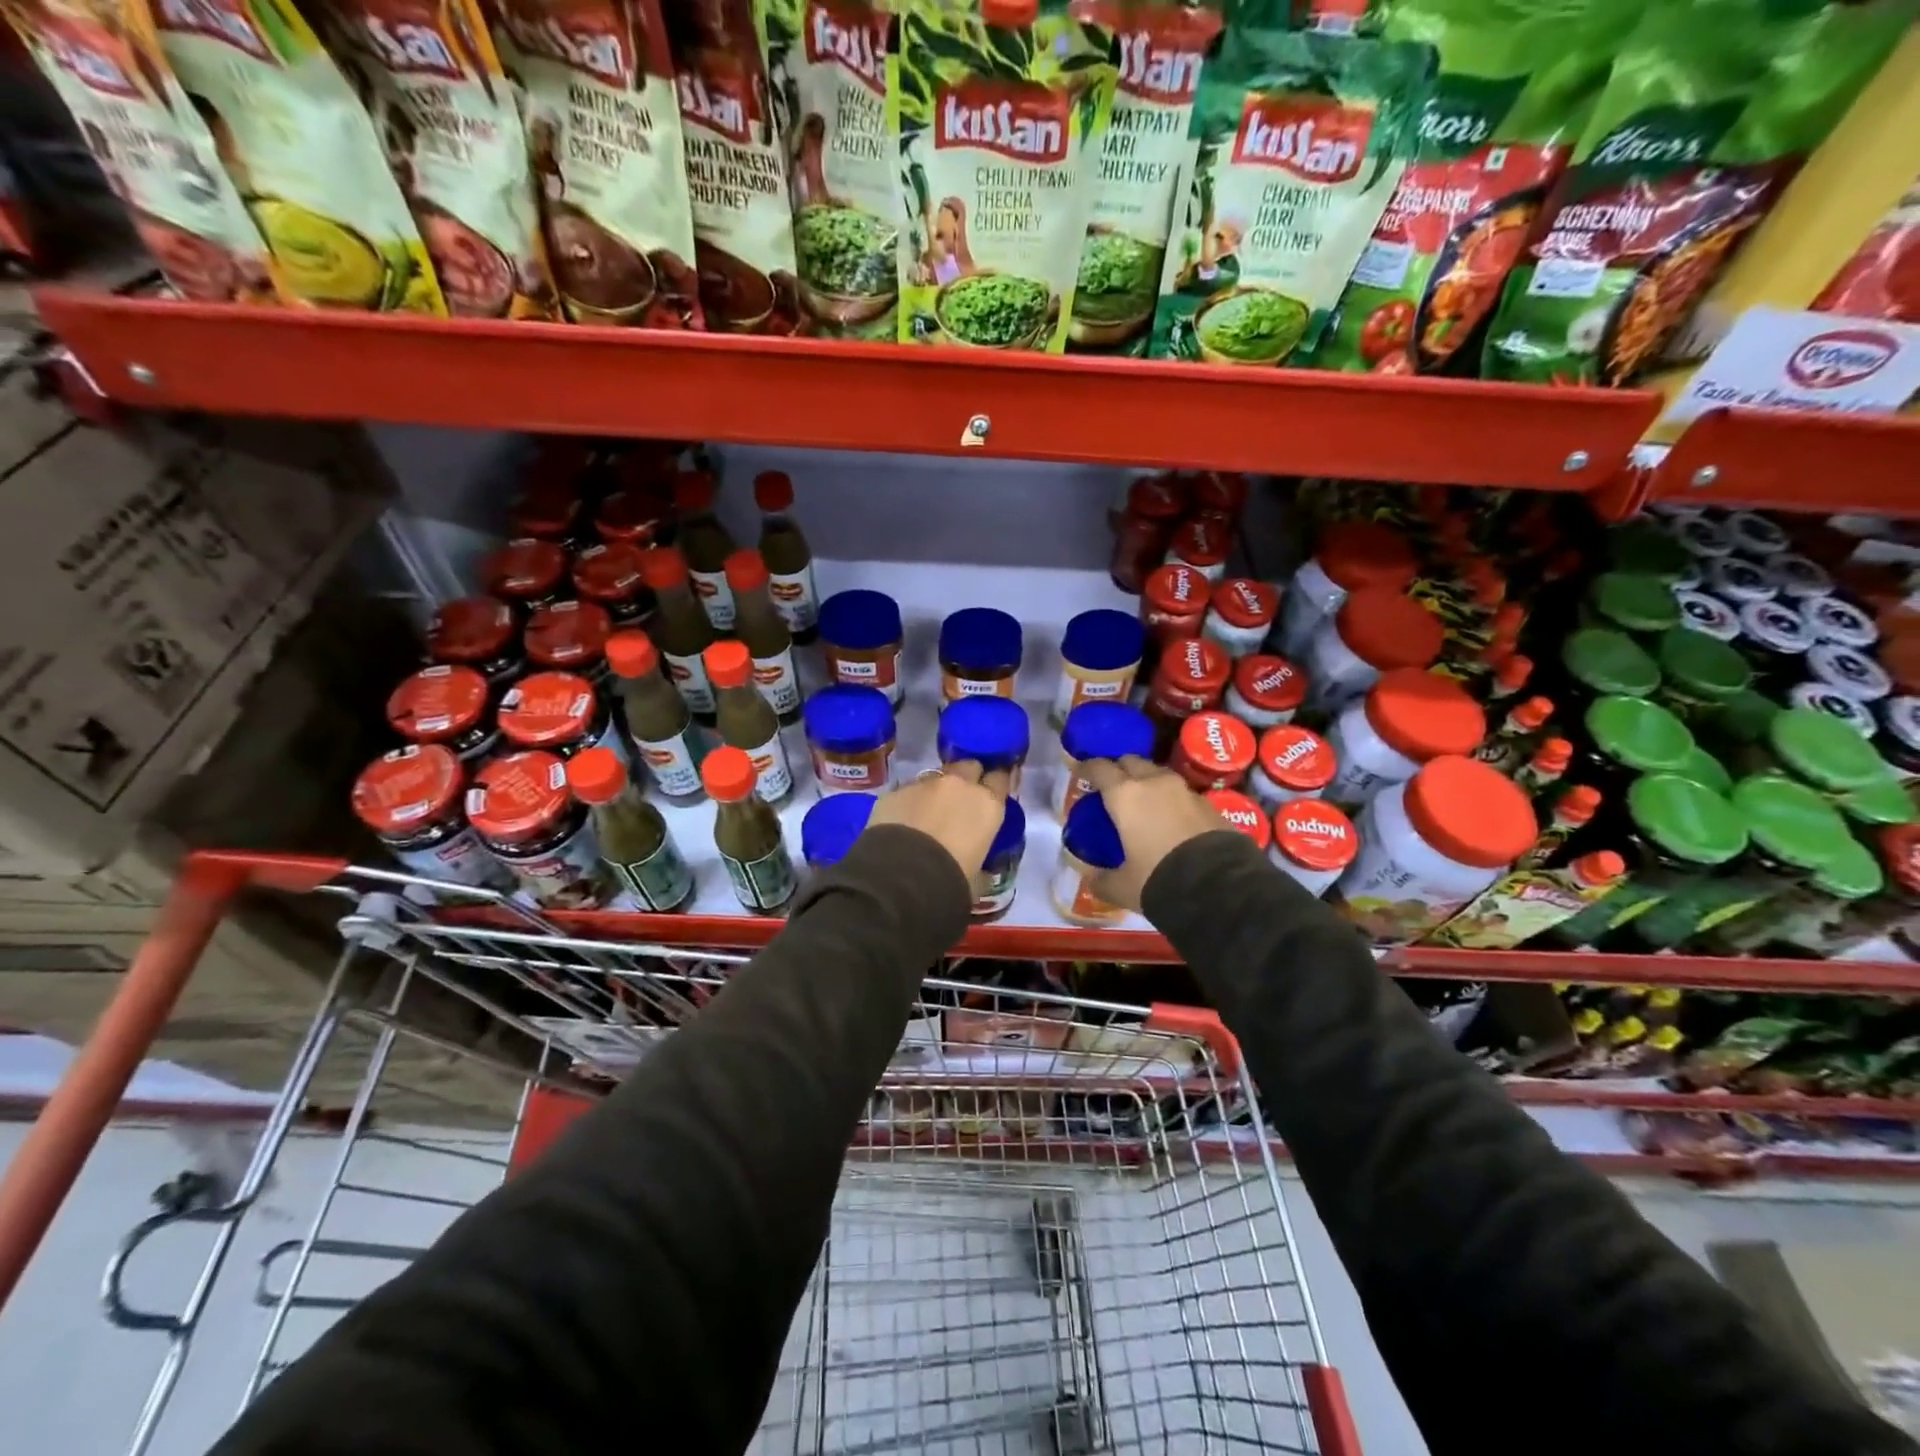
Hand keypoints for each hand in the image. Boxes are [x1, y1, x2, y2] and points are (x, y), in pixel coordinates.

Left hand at [867, 760, 1010, 883]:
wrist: (901, 877)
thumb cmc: (951, 880)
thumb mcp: (978, 876)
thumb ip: (983, 864)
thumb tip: (982, 871)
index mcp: (988, 804)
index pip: (1001, 777)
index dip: (996, 783)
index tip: (992, 792)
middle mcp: (960, 784)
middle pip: (969, 766)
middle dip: (967, 778)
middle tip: (961, 801)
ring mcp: (925, 783)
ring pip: (936, 777)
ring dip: (936, 791)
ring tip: (927, 814)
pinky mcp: (896, 790)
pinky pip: (908, 791)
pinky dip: (909, 802)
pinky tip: (902, 822)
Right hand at [1080, 756, 1229, 909]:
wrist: (1219, 888)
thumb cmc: (1158, 880)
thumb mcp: (1122, 887)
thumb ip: (1102, 880)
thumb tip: (1092, 880)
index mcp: (1125, 795)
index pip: (1099, 768)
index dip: (1087, 768)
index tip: (1081, 773)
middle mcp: (1154, 783)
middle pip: (1131, 761)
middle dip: (1120, 769)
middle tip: (1113, 788)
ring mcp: (1185, 790)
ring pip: (1159, 774)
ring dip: (1148, 782)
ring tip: (1143, 803)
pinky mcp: (1210, 804)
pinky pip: (1183, 794)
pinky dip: (1172, 800)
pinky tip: (1172, 820)